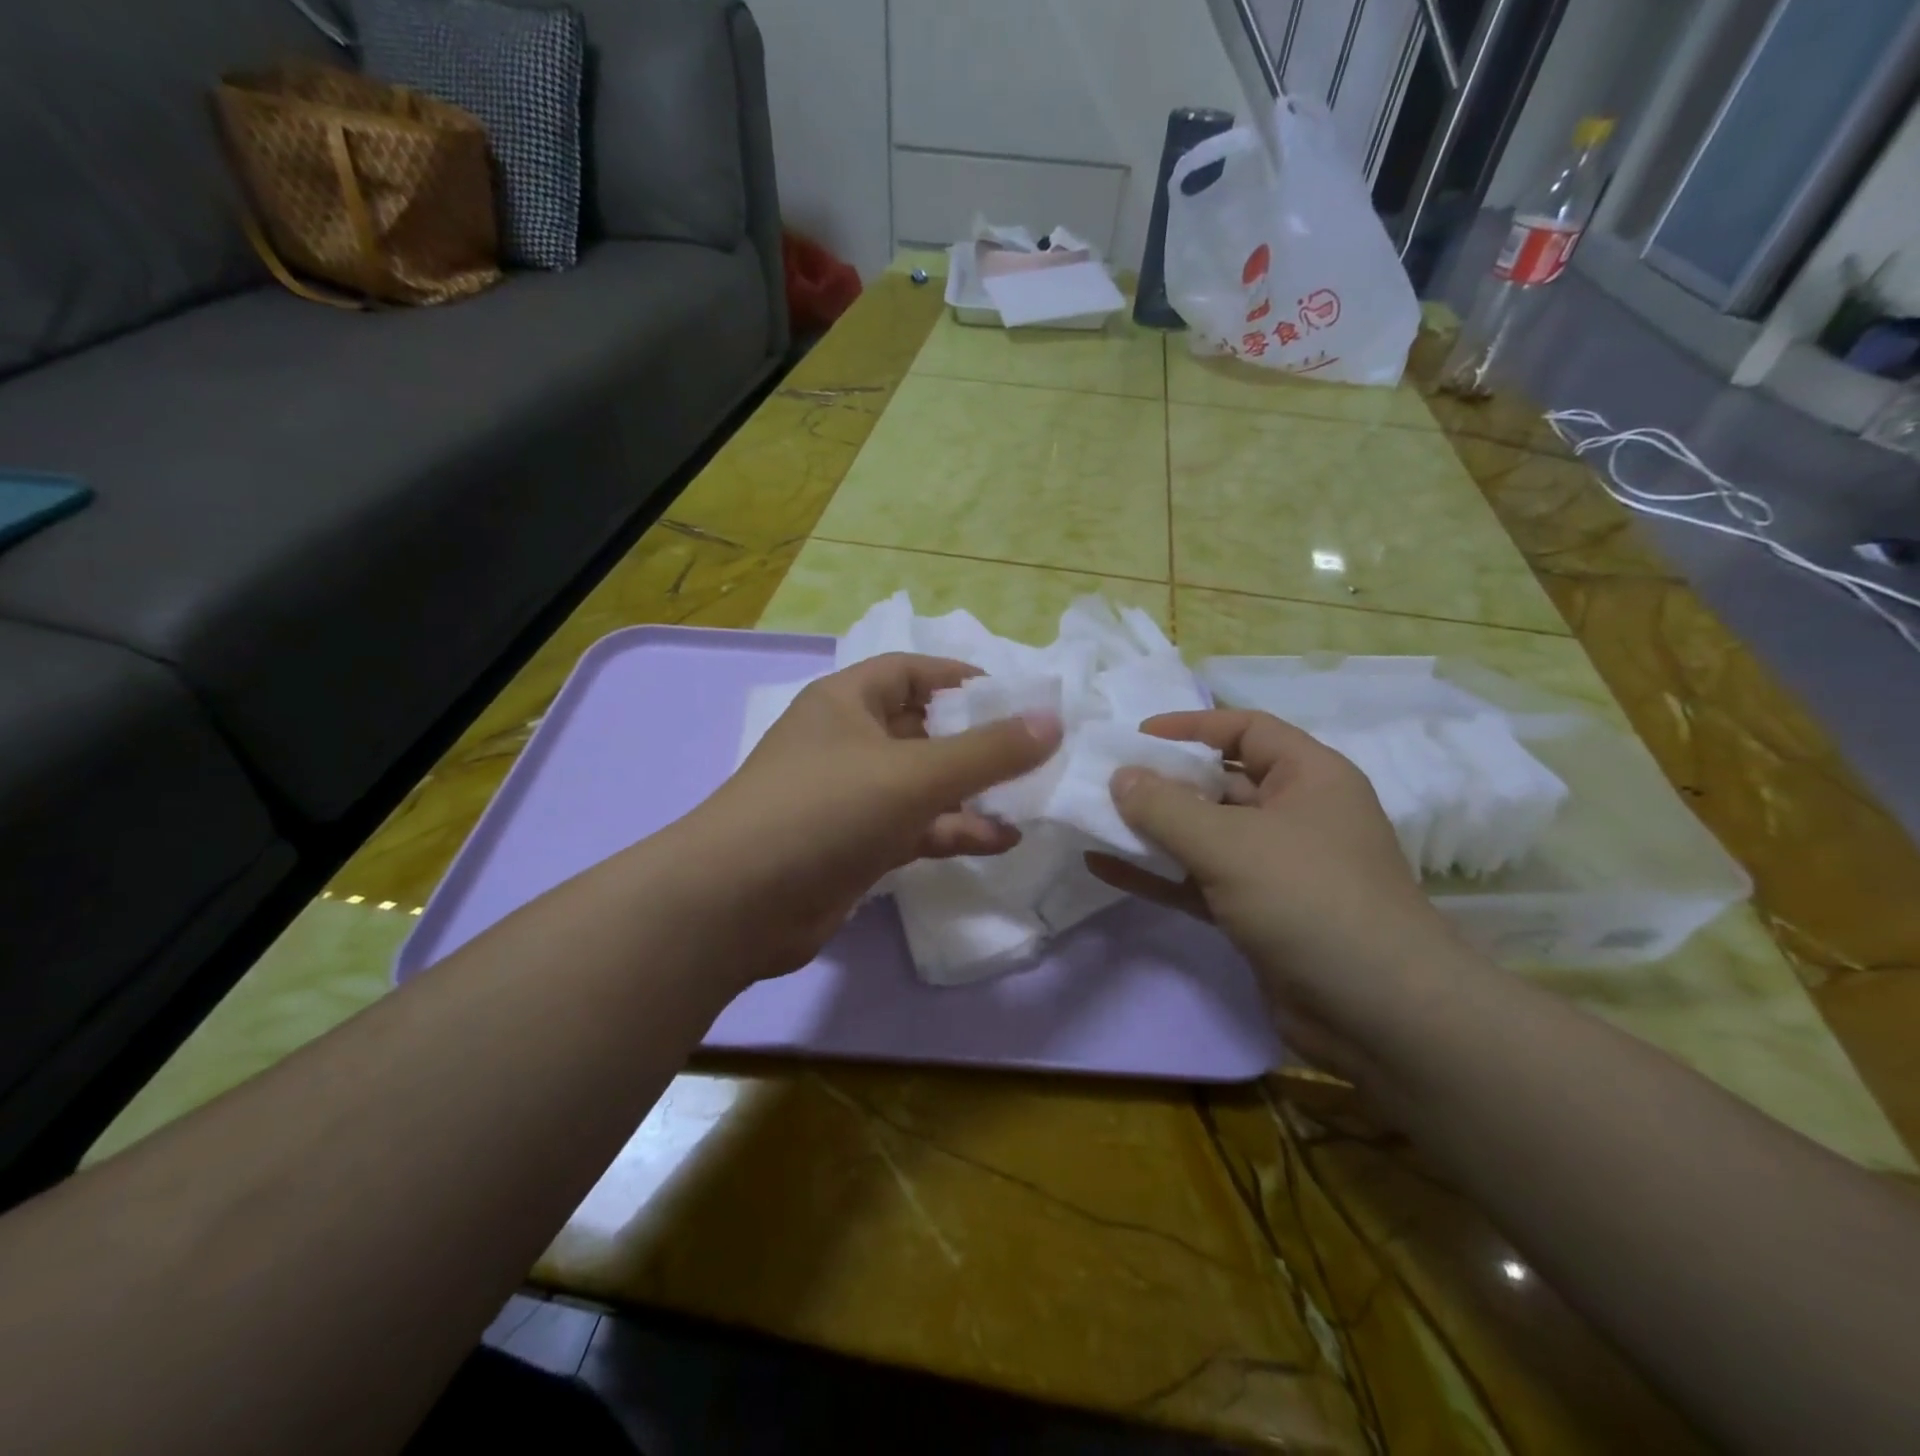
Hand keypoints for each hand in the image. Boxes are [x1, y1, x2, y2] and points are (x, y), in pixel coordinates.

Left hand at [667, 653, 1061, 981]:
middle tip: (1032, 753)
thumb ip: (988, 750)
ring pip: (921, 783)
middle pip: (922, 728)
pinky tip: (1000, 841)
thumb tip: (1052, 720)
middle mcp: (846, 742)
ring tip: (1029, 800)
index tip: (1014, 696)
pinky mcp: (853, 845)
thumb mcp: (915, 774)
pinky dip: (952, 831)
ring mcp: (848, 797)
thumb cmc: (825, 811)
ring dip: (971, 791)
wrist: (737, 904)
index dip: (961, 677)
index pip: (911, 671)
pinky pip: (913, 827)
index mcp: (846, 702)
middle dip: (975, 741)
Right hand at [1088, 709, 1456, 1071]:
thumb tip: (1119, 777)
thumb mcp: (1230, 843)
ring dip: (1152, 830)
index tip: (1137, 735)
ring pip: (1204, 835)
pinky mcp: (1256, 913)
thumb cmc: (1309, 899)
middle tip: (1104, 781)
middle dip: (1162, 782)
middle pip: (1219, 783)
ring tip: (1092, 820)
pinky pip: (1196, 880)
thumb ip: (1166, 807)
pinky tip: (1104, 867)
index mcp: (1309, 778)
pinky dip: (1156, 873)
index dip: (1192, 726)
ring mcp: (1275, 868)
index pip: (1246, 730)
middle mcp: (1294, 815)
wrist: (1378, 1015)